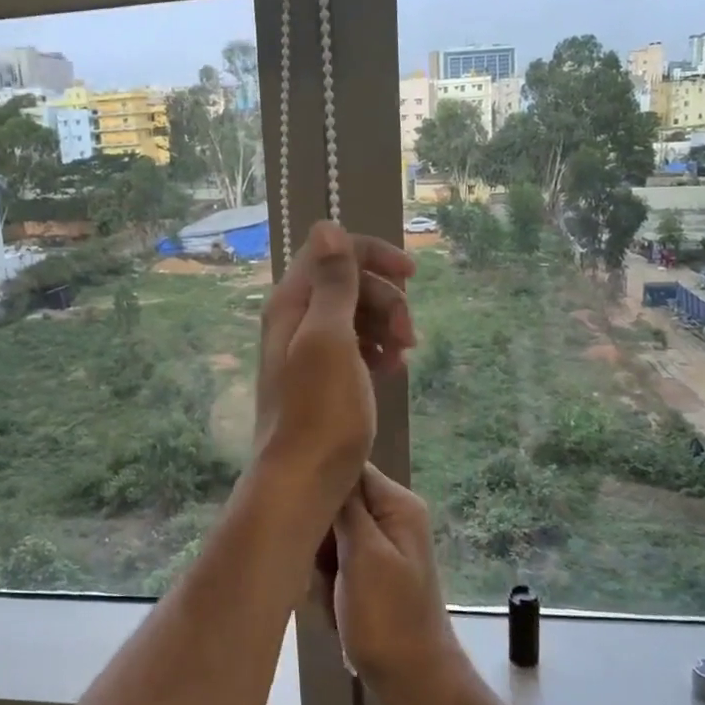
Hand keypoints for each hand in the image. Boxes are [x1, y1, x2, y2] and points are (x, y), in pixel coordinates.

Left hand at [253, 222, 414, 506]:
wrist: (302, 480)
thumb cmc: (320, 411)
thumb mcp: (330, 339)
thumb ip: (332, 282)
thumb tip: (326, 224)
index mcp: (292, 302)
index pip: (332, 251)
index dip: (373, 255)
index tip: (412, 275)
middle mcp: (296, 318)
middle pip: (349, 282)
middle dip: (386, 299)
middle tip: (409, 336)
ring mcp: (308, 348)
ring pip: (356, 314)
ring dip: (386, 326)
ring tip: (402, 358)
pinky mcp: (322, 375)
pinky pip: (355, 345)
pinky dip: (376, 350)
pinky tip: (392, 370)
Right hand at [328, 465, 465, 704]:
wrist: (414, 682)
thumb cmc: (388, 618)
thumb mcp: (364, 555)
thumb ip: (346, 508)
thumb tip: (326, 464)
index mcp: (397, 504)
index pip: (348, 469)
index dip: (320, 487)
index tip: (302, 515)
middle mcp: (391, 516)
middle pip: (336, 503)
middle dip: (320, 536)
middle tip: (321, 569)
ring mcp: (382, 545)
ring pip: (330, 535)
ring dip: (321, 565)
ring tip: (329, 594)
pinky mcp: (371, 571)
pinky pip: (335, 561)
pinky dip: (328, 583)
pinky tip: (333, 606)